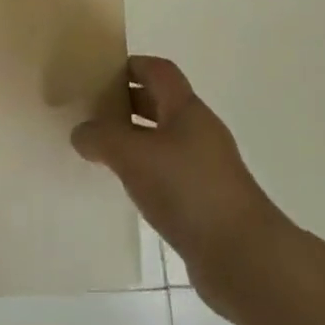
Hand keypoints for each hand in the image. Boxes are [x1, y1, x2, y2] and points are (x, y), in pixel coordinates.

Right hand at [72, 56, 287, 317]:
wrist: (243, 257)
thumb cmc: (188, 190)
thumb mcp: (133, 156)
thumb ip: (101, 137)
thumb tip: (81, 132)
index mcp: (187, 109)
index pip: (159, 70)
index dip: (131, 66)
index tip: (99, 75)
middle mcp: (199, 132)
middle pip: (160, 103)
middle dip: (126, 103)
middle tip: (91, 112)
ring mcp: (205, 167)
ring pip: (163, 140)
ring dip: (134, 140)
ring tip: (100, 150)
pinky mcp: (205, 200)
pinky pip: (168, 173)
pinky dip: (145, 172)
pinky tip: (125, 186)